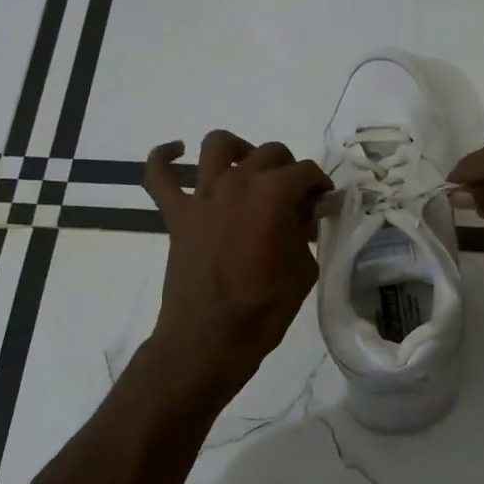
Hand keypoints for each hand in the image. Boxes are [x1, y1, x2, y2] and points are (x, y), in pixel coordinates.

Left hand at [142, 131, 331, 396]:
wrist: (210, 338)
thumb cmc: (265, 308)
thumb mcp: (304, 269)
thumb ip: (306, 232)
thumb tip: (305, 214)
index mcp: (274, 194)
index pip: (306, 172)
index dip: (320, 187)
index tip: (324, 205)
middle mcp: (238, 182)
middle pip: (270, 153)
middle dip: (289, 171)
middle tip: (296, 200)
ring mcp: (203, 195)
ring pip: (218, 145)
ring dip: (238, 149)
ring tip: (249, 168)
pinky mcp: (176, 213)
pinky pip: (159, 175)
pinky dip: (164, 157)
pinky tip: (176, 152)